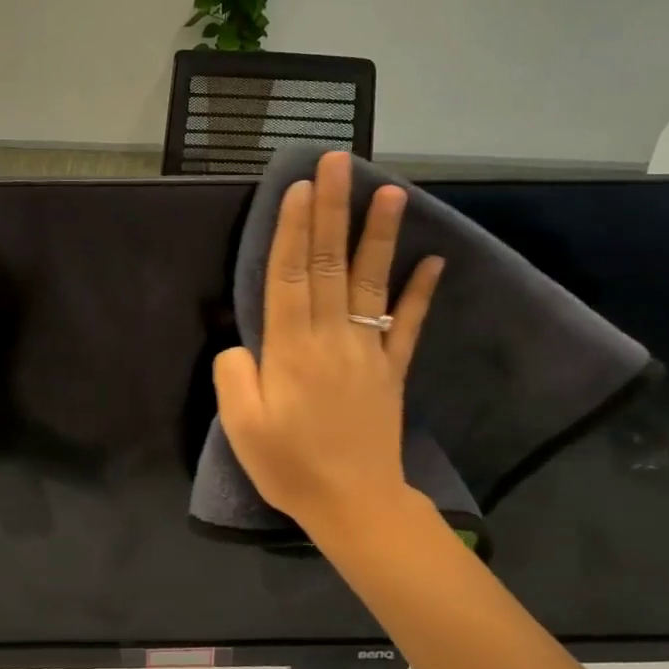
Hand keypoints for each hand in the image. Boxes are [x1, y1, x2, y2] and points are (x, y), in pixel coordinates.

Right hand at [212, 150, 442, 541]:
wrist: (355, 505)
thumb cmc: (290, 466)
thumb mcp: (241, 426)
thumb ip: (233, 374)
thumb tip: (239, 341)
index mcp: (290, 349)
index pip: (288, 275)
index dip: (292, 228)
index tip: (300, 185)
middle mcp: (331, 337)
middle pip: (327, 263)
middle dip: (331, 210)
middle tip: (339, 162)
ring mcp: (367, 351)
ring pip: (370, 283)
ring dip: (379, 235)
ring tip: (391, 191)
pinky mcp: (391, 370)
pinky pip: (407, 326)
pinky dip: (421, 293)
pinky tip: (435, 261)